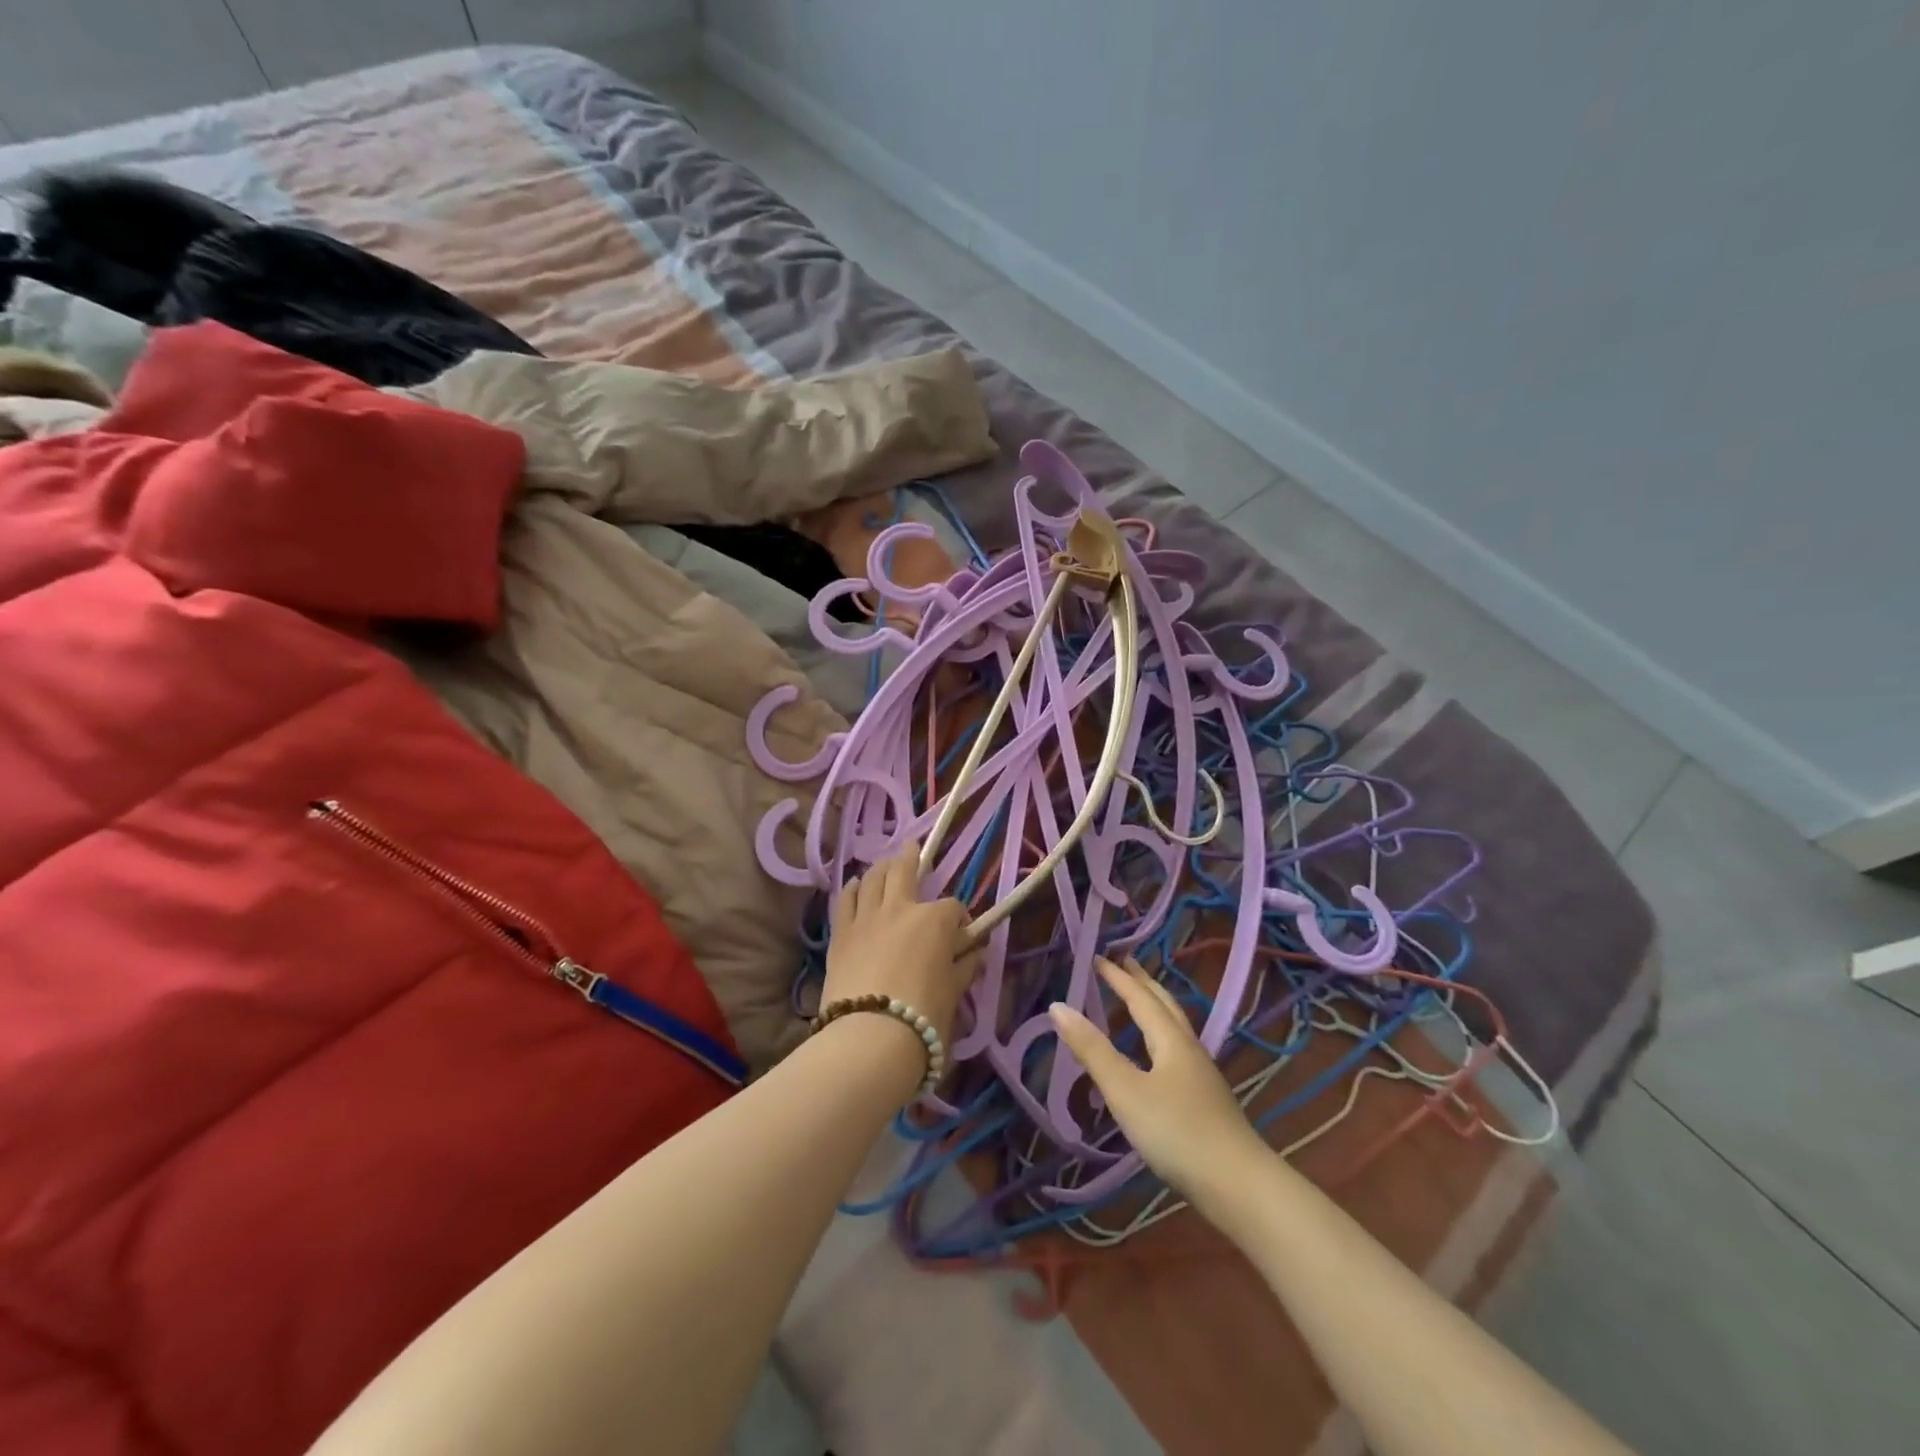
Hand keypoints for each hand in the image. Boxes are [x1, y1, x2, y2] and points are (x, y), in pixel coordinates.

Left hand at [824, 843, 976, 1048]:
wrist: (870, 1036)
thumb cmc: (923, 1016)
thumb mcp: (953, 992)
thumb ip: (965, 967)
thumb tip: (977, 953)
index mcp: (934, 920)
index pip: (953, 908)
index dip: (961, 919)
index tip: (963, 935)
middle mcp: (900, 908)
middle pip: (904, 870)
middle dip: (911, 857)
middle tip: (912, 847)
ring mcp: (866, 917)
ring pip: (872, 878)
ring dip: (880, 869)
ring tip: (884, 866)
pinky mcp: (841, 933)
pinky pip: (845, 900)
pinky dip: (852, 889)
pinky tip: (854, 886)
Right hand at [1049, 957, 1265, 1204]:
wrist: (1238, 1185)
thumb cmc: (1176, 1132)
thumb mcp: (1125, 1091)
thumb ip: (1092, 1050)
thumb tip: (1058, 1006)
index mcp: (1170, 1040)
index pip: (1140, 997)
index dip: (1118, 977)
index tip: (1098, 957)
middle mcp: (1189, 1049)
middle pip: (1165, 1005)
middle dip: (1143, 983)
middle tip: (1125, 963)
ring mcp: (1202, 1075)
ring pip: (1175, 1028)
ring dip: (1155, 1007)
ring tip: (1139, 1000)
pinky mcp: (1206, 1100)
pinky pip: (1178, 1050)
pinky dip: (1161, 1036)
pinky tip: (1156, 1056)